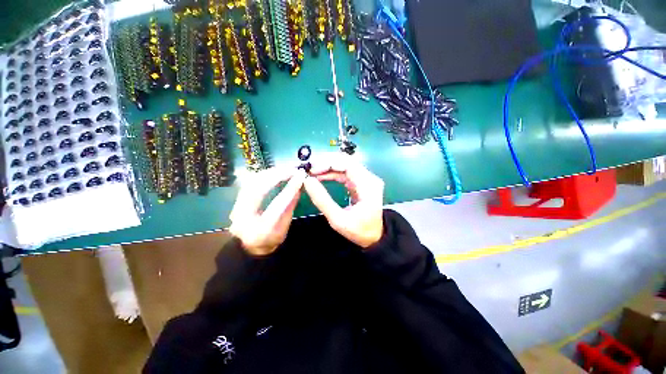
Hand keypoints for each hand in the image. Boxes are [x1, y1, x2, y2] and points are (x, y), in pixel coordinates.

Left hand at [229, 168, 306, 255]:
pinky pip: (249, 183)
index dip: (290, 188)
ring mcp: (236, 208)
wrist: (250, 247)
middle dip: (277, 176)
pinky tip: (273, 172)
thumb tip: (298, 186)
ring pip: (251, 183)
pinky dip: (263, 175)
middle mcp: (244, 218)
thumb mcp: (285, 226)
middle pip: (259, 189)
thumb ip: (290, 206)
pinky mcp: (236, 201)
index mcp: (261, 229)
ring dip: (269, 173)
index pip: (277, 204)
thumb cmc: (271, 239)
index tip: (300, 176)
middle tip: (292, 170)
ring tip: (284, 170)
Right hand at [303, 154, 383, 247]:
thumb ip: (322, 200)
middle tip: (309, 169)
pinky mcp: (361, 182)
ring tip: (312, 173)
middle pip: (346, 161)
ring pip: (345, 165)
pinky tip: (321, 176)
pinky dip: (332, 173)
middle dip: (326, 163)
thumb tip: (307, 181)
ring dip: (328, 167)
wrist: (374, 237)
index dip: (328, 163)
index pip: (347, 164)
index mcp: (368, 185)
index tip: (312, 169)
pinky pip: (345, 172)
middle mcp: (369, 178)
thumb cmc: (358, 231)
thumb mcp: (338, 220)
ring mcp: (366, 179)